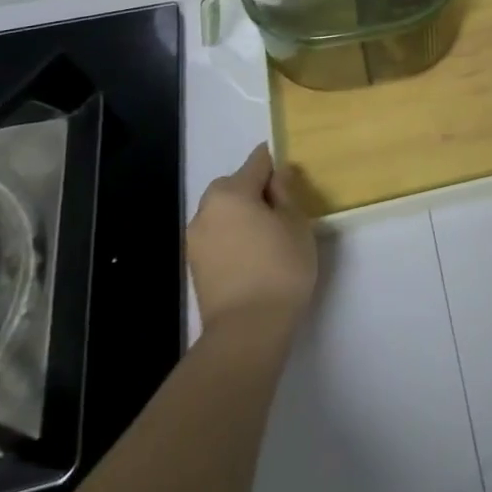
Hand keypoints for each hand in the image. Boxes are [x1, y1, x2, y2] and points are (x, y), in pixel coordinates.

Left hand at [188, 144, 316, 333]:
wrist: (247, 329)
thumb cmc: (280, 267)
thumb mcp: (296, 223)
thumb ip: (285, 193)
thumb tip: (277, 174)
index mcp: (231, 192)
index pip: (256, 162)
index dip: (274, 162)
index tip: (289, 172)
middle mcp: (206, 209)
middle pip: (234, 186)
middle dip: (255, 190)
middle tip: (282, 208)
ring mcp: (196, 239)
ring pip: (223, 212)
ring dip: (242, 214)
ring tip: (268, 234)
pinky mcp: (195, 265)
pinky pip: (218, 235)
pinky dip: (233, 236)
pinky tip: (253, 253)